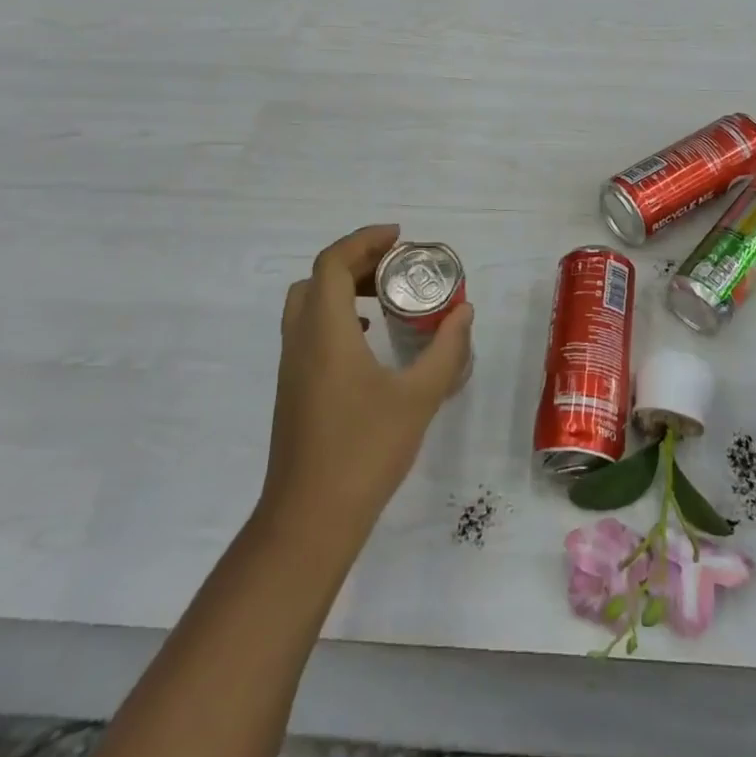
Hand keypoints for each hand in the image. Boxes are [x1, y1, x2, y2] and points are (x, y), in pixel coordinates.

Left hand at [260, 225, 472, 542]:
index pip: (333, 263)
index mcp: (326, 331)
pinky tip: (369, 340)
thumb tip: (464, 312)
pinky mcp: (292, 389)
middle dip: (356, 261)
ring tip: (387, 298)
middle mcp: (301, 340)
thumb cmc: (366, 450)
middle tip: (396, 266)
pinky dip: (337, 318)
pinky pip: (309, 331)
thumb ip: (446, 349)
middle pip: (318, 278)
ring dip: (344, 289)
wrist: (310, 518)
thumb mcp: (419, 396)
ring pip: (309, 305)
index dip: (364, 241)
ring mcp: (291, 366)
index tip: (399, 237)